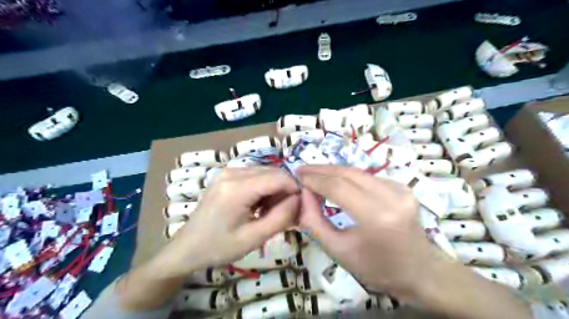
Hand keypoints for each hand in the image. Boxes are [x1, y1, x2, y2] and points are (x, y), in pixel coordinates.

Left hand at [151, 167, 301, 279]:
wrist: (187, 247)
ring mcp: (228, 171)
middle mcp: (233, 172)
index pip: (279, 177)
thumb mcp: (254, 238)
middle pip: (273, 172)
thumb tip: (299, 198)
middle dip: (285, 190)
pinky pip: (256, 175)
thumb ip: (281, 217)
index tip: (299, 207)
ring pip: (266, 172)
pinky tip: (259, 205)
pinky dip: (264, 187)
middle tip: (285, 213)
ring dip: (275, 189)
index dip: (295, 189)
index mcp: (237, 188)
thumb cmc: (219, 247)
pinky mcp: (227, 174)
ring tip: (270, 211)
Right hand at [299, 165, 439, 302]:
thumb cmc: (376, 268)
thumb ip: (314, 222)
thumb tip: (303, 194)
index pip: (338, 187)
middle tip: (302, 170)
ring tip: (315, 173)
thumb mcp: (338, 251)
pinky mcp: (403, 187)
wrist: (419, 271)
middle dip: (321, 170)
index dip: (315, 180)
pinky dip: (349, 177)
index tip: (297, 177)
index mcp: (377, 217)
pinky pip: (369, 178)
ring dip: (334, 171)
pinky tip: (337, 181)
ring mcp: (401, 189)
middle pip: (348, 173)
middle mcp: (392, 197)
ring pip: (358, 172)